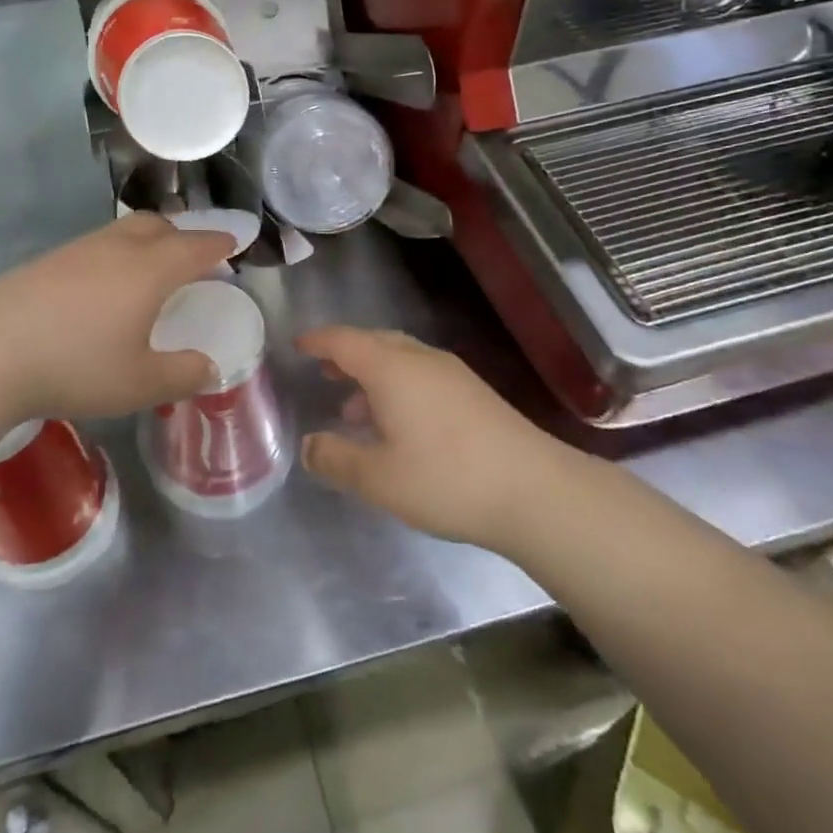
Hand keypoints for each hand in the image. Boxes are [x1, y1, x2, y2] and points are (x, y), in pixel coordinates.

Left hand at [0, 213, 236, 424]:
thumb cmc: (76, 366)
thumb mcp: (140, 383)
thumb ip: (182, 374)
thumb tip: (209, 367)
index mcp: (150, 269)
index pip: (196, 246)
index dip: (219, 243)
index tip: (234, 241)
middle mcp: (117, 248)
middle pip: (158, 226)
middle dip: (182, 235)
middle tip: (191, 258)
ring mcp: (77, 250)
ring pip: (123, 232)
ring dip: (146, 242)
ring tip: (147, 273)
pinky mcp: (46, 261)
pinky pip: (95, 247)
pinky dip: (113, 256)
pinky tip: (100, 289)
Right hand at [299, 327, 555, 553]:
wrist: (536, 491)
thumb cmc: (446, 479)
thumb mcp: (378, 478)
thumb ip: (336, 459)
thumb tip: (308, 446)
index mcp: (391, 368)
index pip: (343, 340)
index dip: (317, 341)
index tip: (297, 345)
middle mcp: (420, 359)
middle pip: (373, 343)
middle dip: (345, 354)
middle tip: (324, 371)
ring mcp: (451, 374)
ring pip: (400, 359)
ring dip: (372, 374)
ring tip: (355, 409)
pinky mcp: (474, 393)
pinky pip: (421, 374)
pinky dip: (398, 386)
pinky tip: (400, 424)